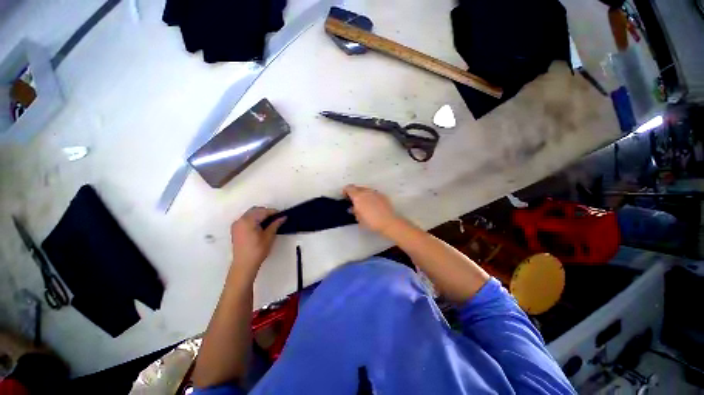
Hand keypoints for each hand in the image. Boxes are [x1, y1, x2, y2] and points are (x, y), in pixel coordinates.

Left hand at [230, 207, 285, 277]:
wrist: (244, 265)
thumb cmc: (257, 250)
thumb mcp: (269, 236)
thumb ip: (275, 224)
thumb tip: (283, 217)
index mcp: (248, 221)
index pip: (263, 211)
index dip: (273, 212)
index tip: (282, 215)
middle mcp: (240, 220)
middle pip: (255, 210)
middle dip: (266, 212)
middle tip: (276, 218)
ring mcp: (236, 225)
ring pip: (250, 214)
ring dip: (260, 215)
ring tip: (269, 222)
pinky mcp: (235, 229)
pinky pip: (245, 219)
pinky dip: (253, 219)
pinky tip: (260, 226)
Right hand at [343, 185, 401, 234]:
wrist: (388, 222)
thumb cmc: (371, 222)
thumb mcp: (359, 218)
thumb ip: (354, 211)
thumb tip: (352, 208)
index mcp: (358, 196)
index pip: (349, 188)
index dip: (345, 191)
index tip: (345, 197)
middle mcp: (366, 192)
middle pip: (357, 187)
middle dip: (353, 192)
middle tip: (353, 200)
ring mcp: (374, 192)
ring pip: (365, 189)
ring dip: (362, 193)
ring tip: (363, 202)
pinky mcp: (382, 195)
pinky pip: (373, 193)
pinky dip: (370, 196)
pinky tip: (372, 203)